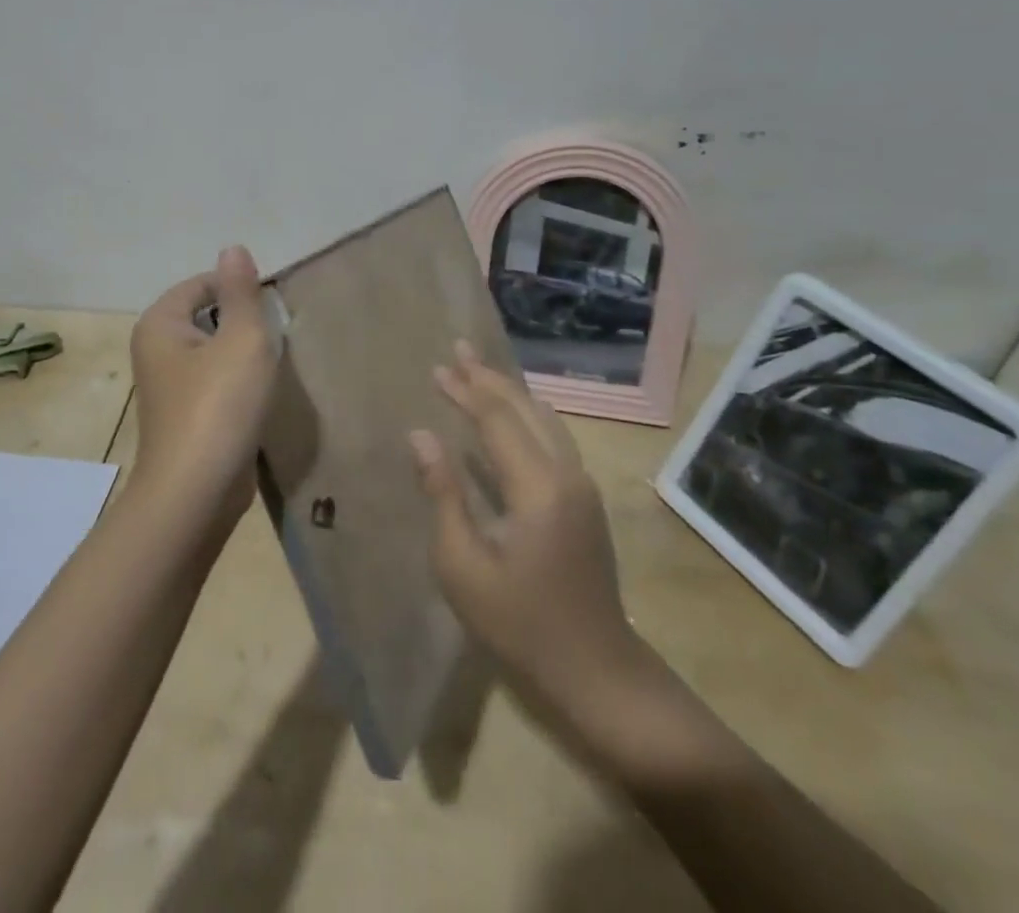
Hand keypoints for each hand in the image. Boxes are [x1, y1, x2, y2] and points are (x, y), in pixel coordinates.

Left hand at [128, 246, 278, 526]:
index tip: (271, 313)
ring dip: (242, 355)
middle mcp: (155, 349)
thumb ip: (241, 291)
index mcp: (160, 323)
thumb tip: (233, 248)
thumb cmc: (219, 406)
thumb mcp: (242, 339)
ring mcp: (167, 386)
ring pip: (213, 351)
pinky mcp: (184, 415)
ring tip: (268, 368)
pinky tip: (256, 397)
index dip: (240, 291)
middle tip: (272, 339)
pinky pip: (213, 382)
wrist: (196, 493)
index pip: (203, 284)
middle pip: (207, 315)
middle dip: (242, 323)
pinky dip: (235, 383)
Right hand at [410, 342, 676, 766]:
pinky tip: (511, 416)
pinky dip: (527, 415)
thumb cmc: (520, 624)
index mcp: (537, 487)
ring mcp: (582, 485)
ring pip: (545, 420)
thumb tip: (421, 436)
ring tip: (480, 372)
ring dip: (510, 392)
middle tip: (459, 349)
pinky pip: (554, 438)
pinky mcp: (586, 499)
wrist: (597, 671)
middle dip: (489, 378)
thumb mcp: (464, 566)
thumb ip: (444, 494)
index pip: (496, 420)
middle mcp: (567, 473)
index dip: (465, 391)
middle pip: (525, 409)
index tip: (437, 368)